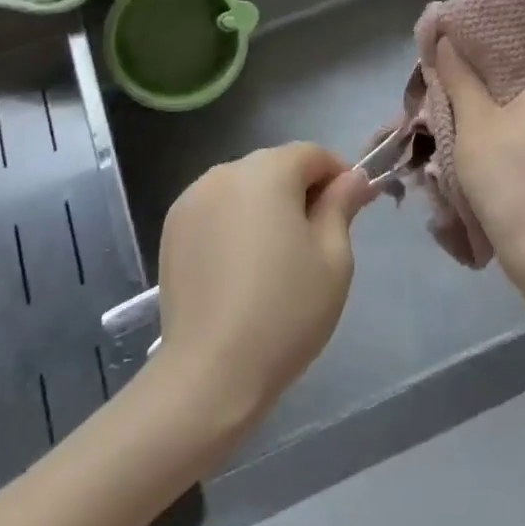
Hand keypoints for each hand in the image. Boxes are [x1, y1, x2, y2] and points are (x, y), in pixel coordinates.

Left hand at [152, 142, 374, 430]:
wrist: (210, 372)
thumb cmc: (285, 310)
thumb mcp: (334, 258)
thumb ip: (341, 206)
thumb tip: (352, 178)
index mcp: (267, 171)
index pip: (312, 154)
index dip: (338, 175)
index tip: (352, 209)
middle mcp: (225, 172)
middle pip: (275, 167)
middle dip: (301, 190)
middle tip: (319, 238)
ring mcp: (192, 200)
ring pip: (244, 188)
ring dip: (266, 206)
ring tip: (278, 256)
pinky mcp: (172, 229)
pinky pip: (217, 210)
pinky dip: (235, 223)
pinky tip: (242, 266)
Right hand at [435, 39, 524, 276]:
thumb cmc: (507, 175)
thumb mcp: (474, 122)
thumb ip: (460, 76)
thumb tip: (447, 39)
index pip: (511, 52)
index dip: (475, 50)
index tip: (444, 57)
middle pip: (512, 81)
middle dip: (474, 85)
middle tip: (439, 90)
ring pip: (515, 111)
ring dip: (483, 114)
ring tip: (447, 118)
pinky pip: (523, 135)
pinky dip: (498, 136)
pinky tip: (471, 147)